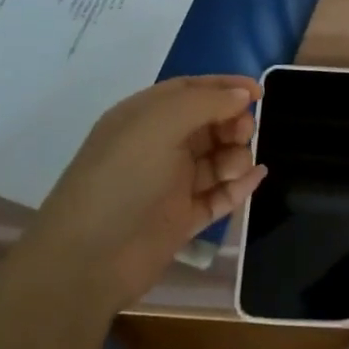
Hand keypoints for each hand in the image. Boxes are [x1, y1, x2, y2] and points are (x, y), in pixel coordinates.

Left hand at [29, 75, 266, 308]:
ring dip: (236, 156)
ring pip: (217, 159)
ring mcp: (171, 184)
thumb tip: (243, 93)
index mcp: (144, 117)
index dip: (225, 87)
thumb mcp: (160, 124)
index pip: (191, 90)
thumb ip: (205, 102)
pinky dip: (239, 185)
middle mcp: (158, 146)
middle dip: (233, 123)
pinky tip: (255, 178)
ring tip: (235, 168)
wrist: (89, 261)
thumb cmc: (123, 179)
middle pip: (209, 123)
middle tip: (243, 134)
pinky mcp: (182, 218)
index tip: (259, 92)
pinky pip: (219, 195)